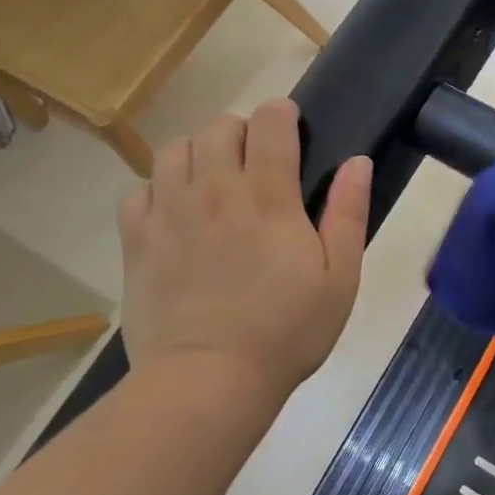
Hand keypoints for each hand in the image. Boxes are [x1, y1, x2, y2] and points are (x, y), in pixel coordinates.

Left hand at [118, 100, 370, 407]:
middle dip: (241, 132)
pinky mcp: (137, 239)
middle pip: (219, 127)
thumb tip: (357, 161)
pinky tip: (173, 213)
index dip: (281, 113)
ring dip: (198, 153)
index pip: (269, 122)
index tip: (290, 126)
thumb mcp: (339, 278)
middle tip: (255, 162)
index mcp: (267, 196)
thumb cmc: (286, 331)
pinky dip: (157, 190)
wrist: (209, 381)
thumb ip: (348, 213)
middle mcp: (214, 190)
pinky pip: (138, 190)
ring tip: (211, 180)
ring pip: (175, 149)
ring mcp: (169, 212)